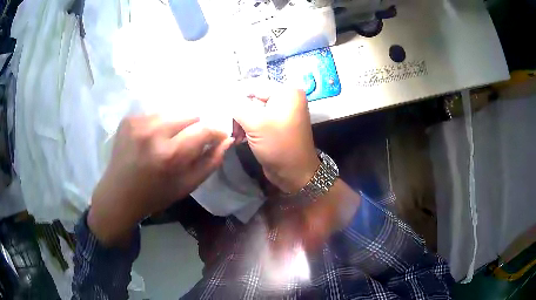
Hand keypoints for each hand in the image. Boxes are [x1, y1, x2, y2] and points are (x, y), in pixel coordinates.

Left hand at [88, 115, 233, 245]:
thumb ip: (211, 162)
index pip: (205, 129)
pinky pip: (155, 114)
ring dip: (177, 124)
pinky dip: (160, 124)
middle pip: (190, 115)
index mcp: (169, 154)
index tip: (219, 136)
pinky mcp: (128, 119)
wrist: (118, 194)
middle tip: (188, 143)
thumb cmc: (155, 195)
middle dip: (195, 127)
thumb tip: (226, 140)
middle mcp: (153, 132)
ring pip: (173, 112)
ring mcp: (138, 122)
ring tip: (169, 141)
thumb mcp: (187, 186)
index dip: (216, 131)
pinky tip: (152, 139)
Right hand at [233, 85, 319, 192]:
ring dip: (240, 121)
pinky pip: (257, 119)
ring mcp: (282, 111)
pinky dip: (247, 127)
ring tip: (233, 134)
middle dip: (237, 111)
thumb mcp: (256, 123)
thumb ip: (237, 105)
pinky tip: (239, 137)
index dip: (234, 94)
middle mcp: (286, 98)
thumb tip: (223, 96)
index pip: (253, 85)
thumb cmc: (279, 146)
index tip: (217, 105)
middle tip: (226, 124)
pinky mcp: (276, 124)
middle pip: (253, 97)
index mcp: (286, 92)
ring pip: (252, 109)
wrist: (295, 174)